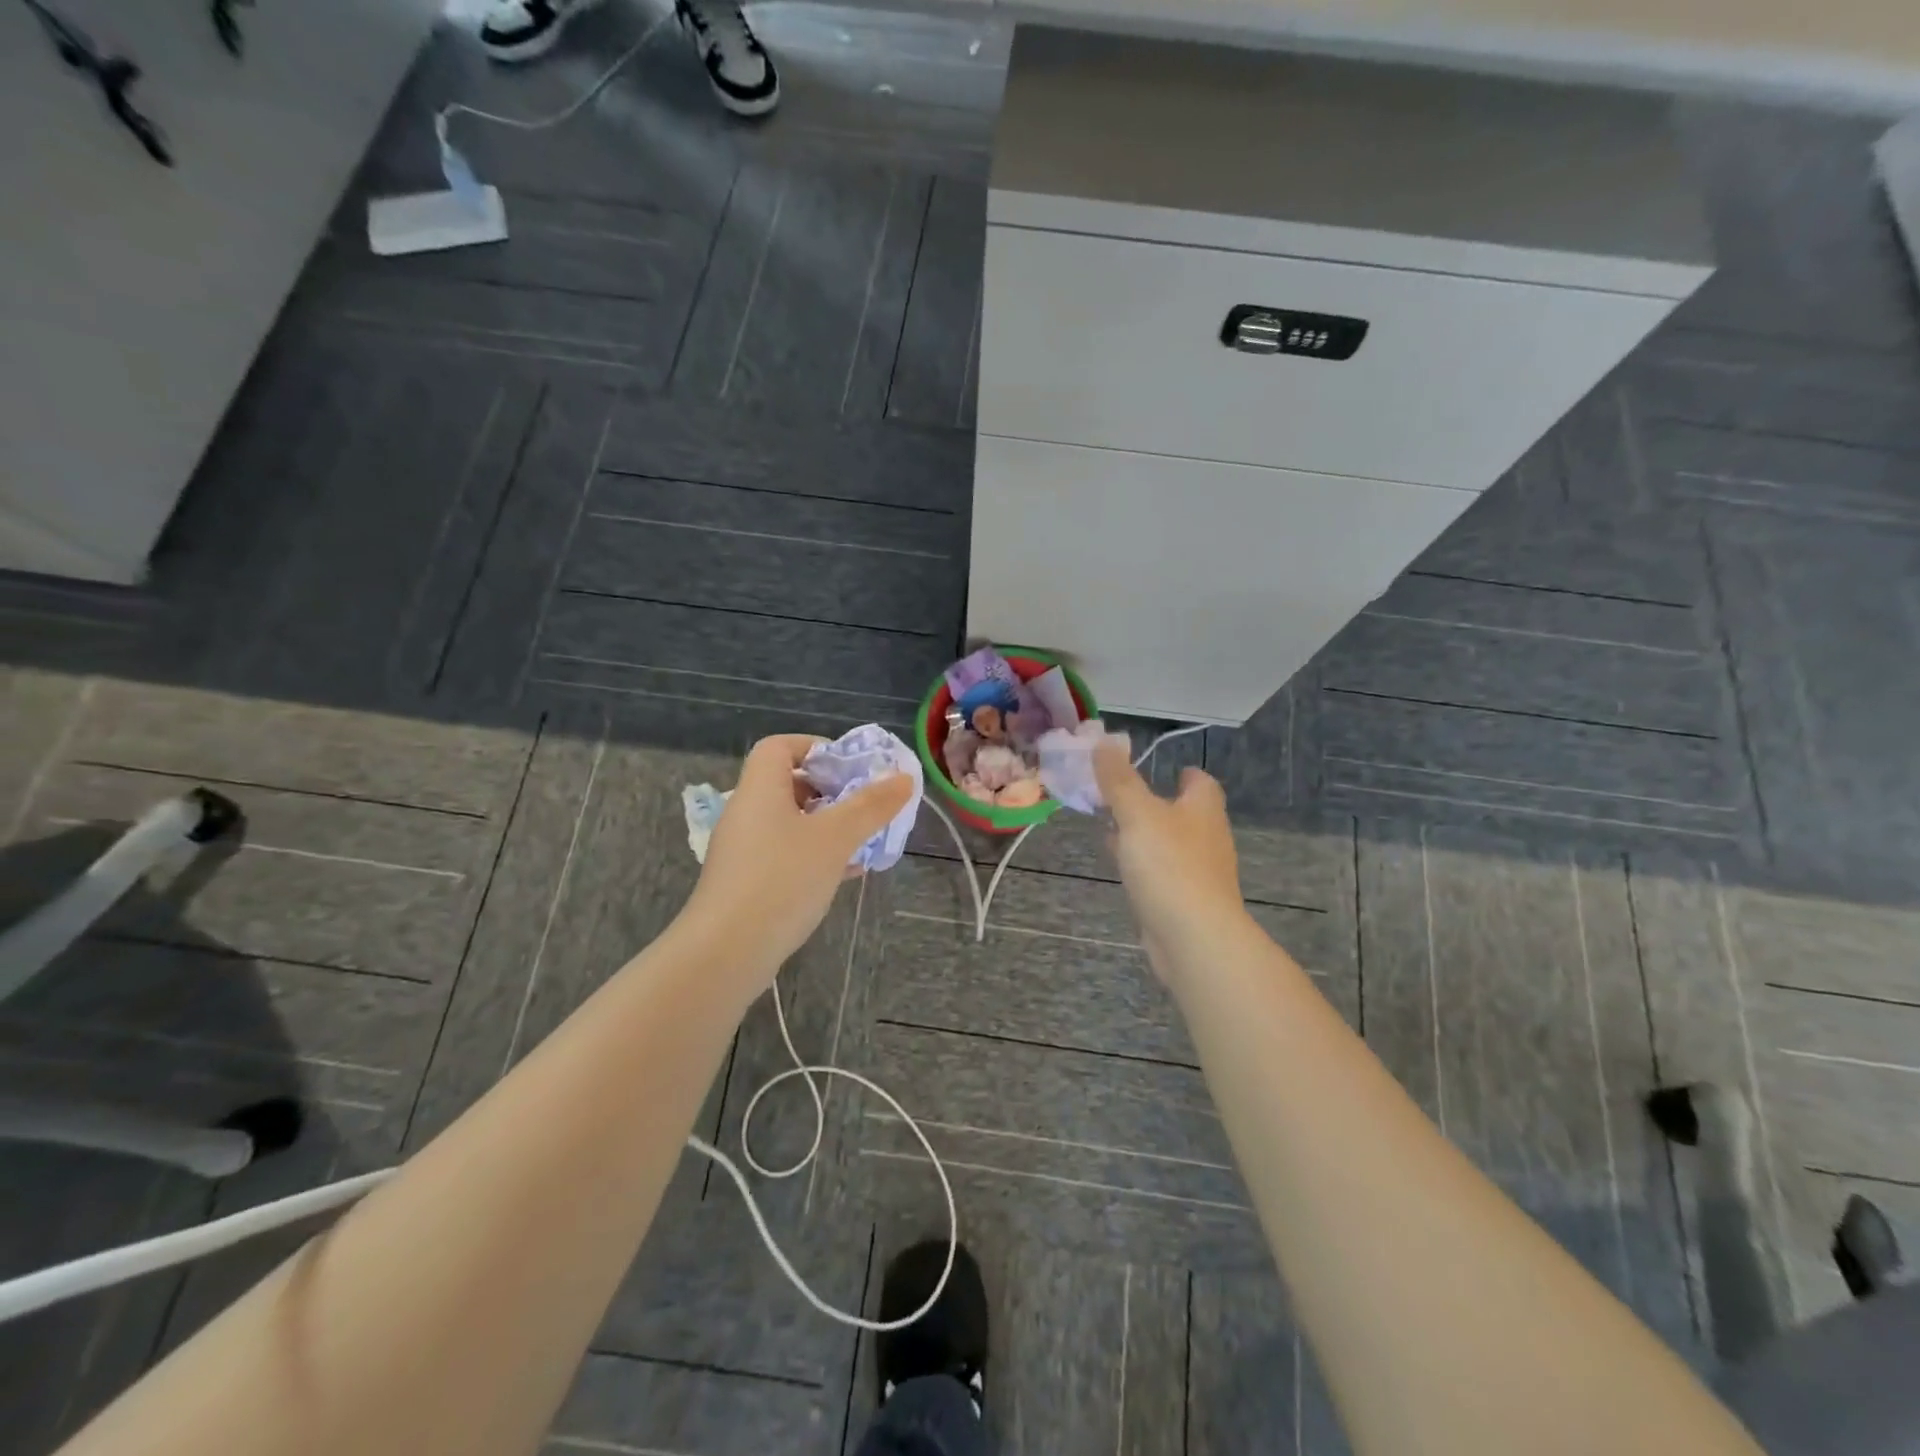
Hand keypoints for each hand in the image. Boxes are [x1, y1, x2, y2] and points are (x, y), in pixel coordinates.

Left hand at [684, 735, 913, 979]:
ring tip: (864, 840)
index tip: (850, 768)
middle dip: (832, 791)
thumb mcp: (835, 838)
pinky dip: (816, 854)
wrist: (726, 953)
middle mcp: (747, 812)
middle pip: (789, 783)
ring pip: (792, 822)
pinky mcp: (747, 882)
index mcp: (761, 789)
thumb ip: (871, 806)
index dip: (816, 747)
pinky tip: (845, 874)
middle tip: (865, 805)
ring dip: (829, 826)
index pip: (780, 746)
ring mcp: (745, 850)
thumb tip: (903, 778)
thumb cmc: (781, 880)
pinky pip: (786, 854)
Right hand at [1094, 741, 1252, 983]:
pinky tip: (1122, 868)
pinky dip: (1144, 865)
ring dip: (1145, 835)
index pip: (1200, 782)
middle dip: (1156, 804)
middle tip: (1120, 797)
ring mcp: (1199, 873)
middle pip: (1184, 813)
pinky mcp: (1186, 901)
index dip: (1182, 773)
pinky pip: (1163, 874)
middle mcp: (1207, 838)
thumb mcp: (1137, 814)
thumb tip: (1103, 741)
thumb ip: (1119, 779)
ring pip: (1170, 844)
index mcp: (1203, 810)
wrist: (1194, 938)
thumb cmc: (1169, 866)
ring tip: (1111, 830)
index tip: (1158, 769)